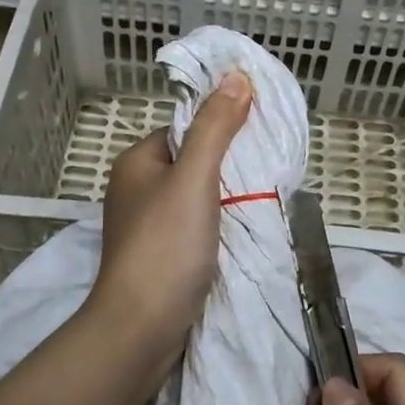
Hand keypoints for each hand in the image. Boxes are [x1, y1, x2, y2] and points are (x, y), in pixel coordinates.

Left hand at [86, 71, 252, 342]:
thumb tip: (236, 76)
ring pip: (195, 198)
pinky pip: (194, 228)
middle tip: (268, 172)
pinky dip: (217, 228)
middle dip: (228, 168)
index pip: (186, 130)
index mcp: (137, 162)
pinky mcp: (158, 257)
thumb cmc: (165, 245)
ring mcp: (145, 226)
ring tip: (262, 201)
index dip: (221, 129)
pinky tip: (241, 233)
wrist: (141, 328)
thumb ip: (216, 128)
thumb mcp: (195, 178)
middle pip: (192, 163)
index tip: (259, 137)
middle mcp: (136, 189)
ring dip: (226, 200)